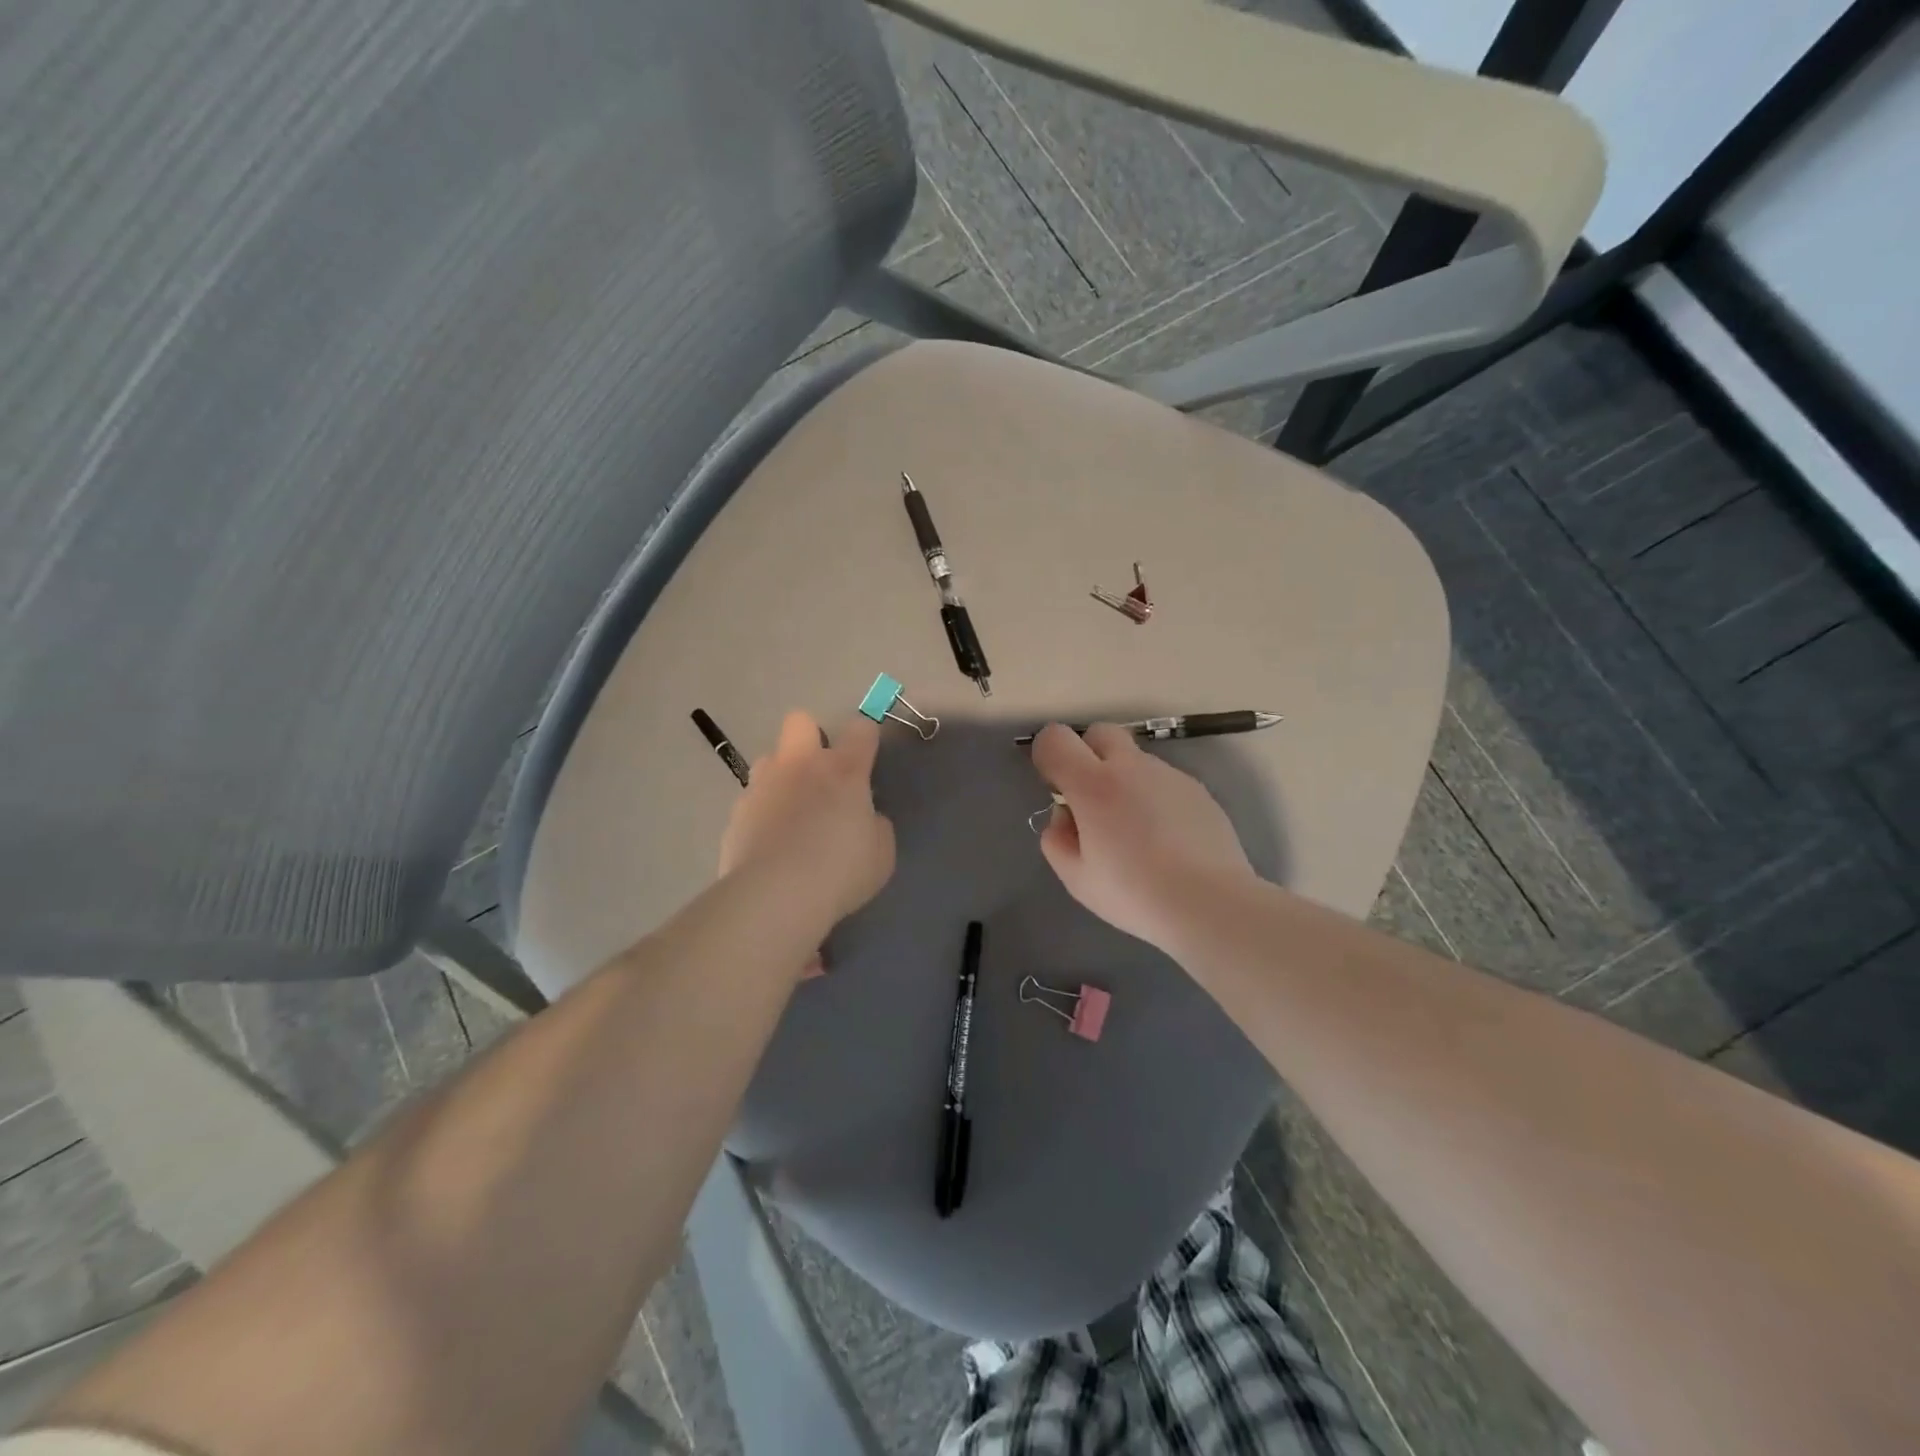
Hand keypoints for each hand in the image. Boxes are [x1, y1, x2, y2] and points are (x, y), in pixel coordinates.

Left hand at [718, 711, 894, 933]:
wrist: (775, 895)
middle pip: (800, 721)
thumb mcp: (881, 853)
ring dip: (782, 775)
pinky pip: (752, 799)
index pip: (860, 730)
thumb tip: (866, 818)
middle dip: (811, 737)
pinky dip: (763, 813)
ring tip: (791, 811)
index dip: (866, 739)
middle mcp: (801, 766)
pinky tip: (770, 843)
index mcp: (843, 770)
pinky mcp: (737, 813)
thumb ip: (875, 826)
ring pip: (769, 759)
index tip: (867, 759)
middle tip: (820, 775)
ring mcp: (763, 785)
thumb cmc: (840, 871)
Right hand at [1030, 723, 1254, 951]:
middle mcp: (1130, 767)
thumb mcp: (1076, 879)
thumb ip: (1057, 840)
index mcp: (1092, 784)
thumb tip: (1065, 816)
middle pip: (1100, 733)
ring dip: (1124, 779)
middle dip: (1088, 754)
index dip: (1047, 756)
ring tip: (1136, 830)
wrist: (1210, 903)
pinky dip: (1154, 797)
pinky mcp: (1197, 789)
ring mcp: (1168, 775)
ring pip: (1135, 759)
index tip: (1056, 788)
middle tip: (1092, 800)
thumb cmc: (1134, 893)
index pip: (1055, 739)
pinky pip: (1164, 780)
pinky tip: (1166, 839)